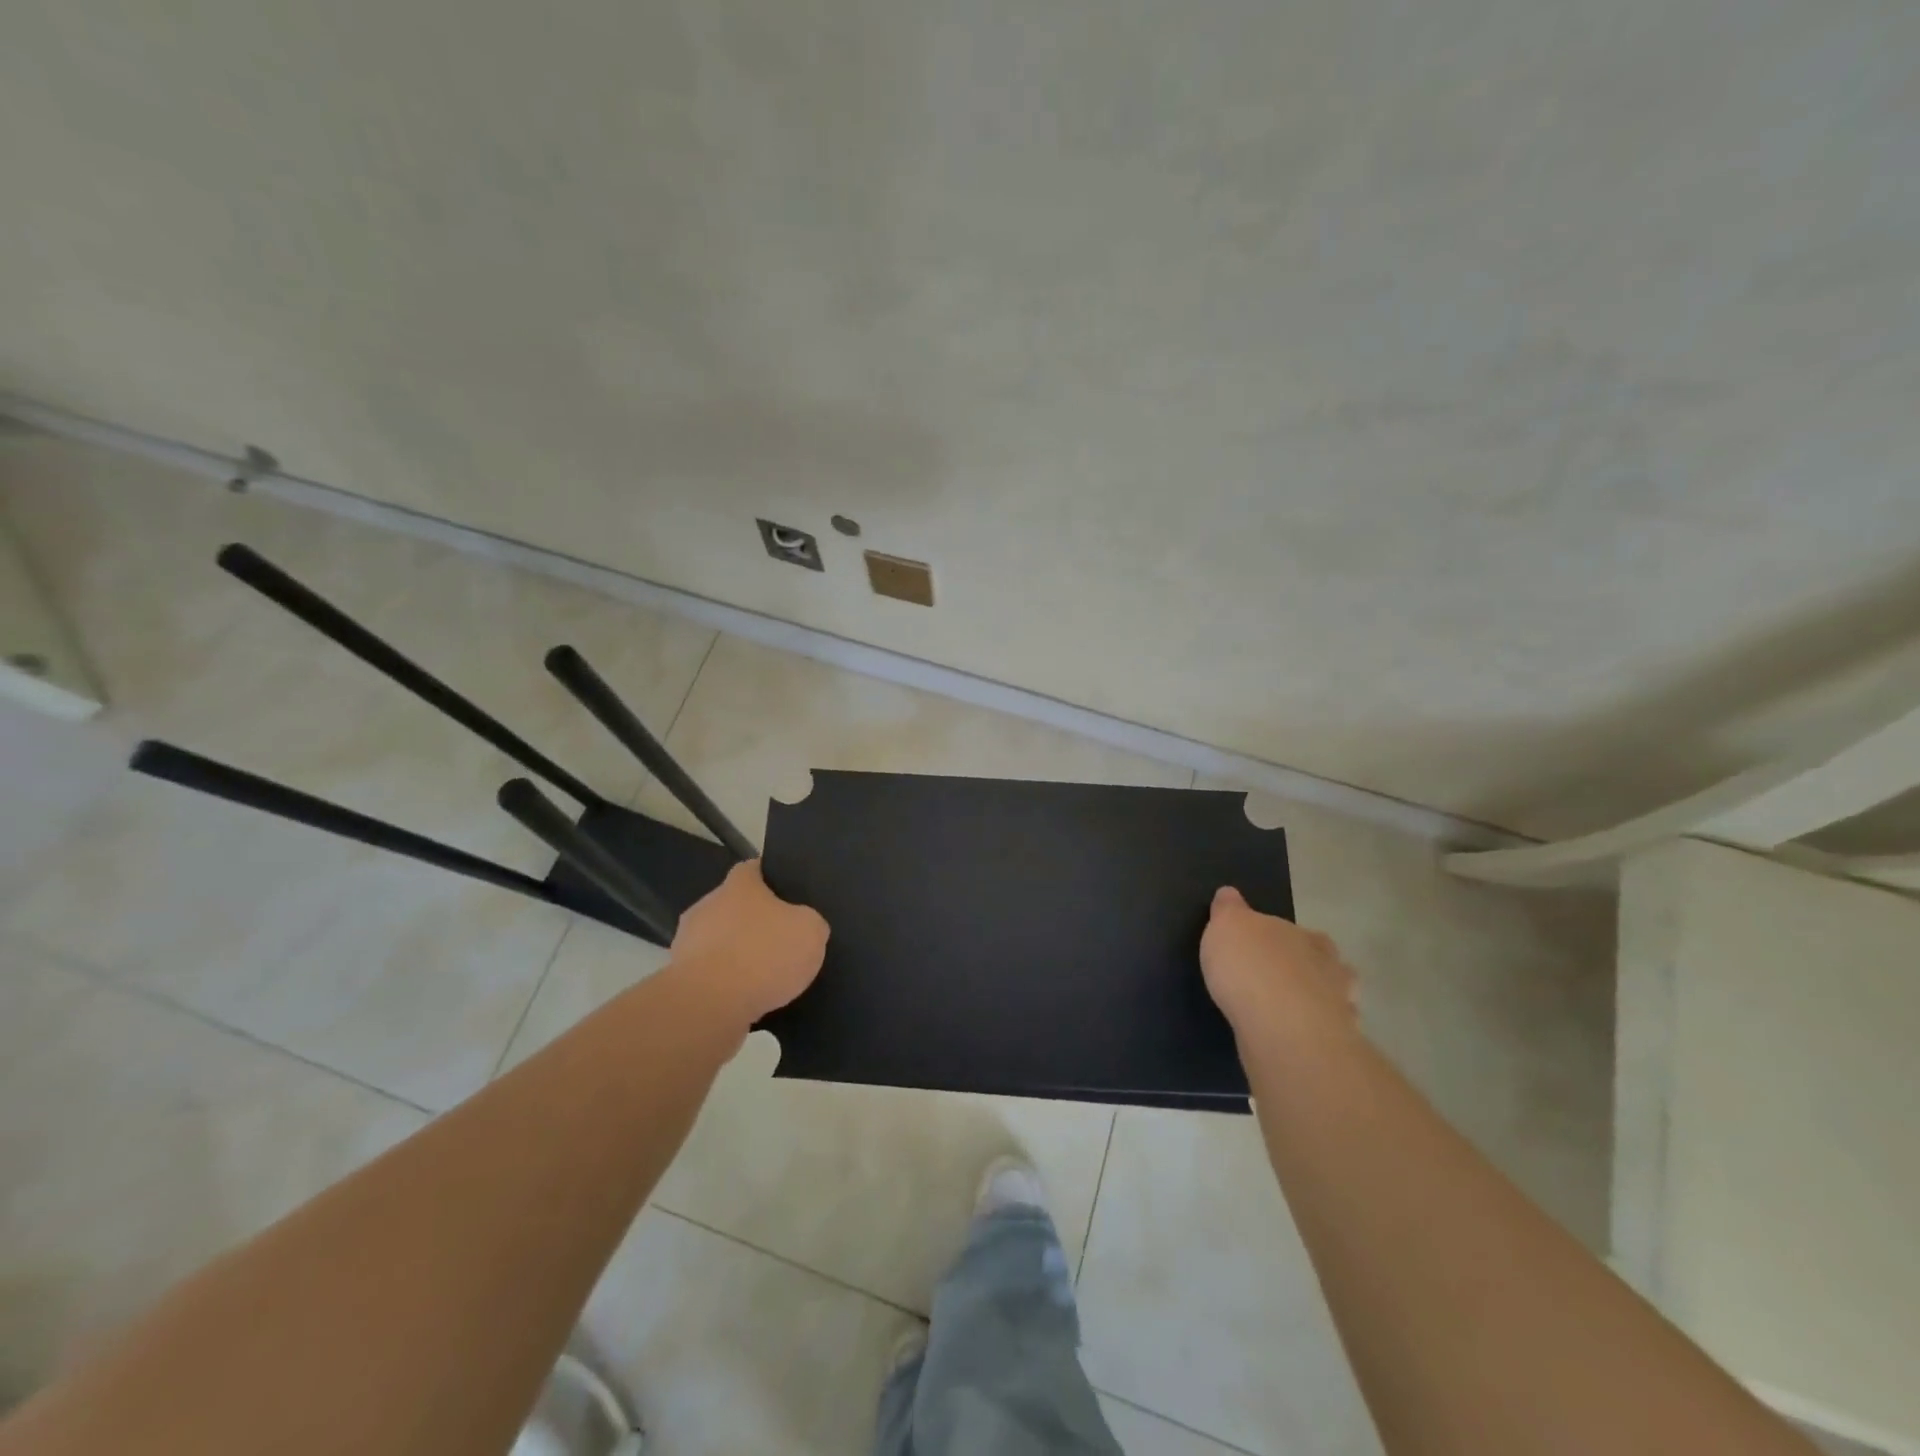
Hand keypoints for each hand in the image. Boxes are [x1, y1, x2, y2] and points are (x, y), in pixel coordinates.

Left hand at [668, 861, 829, 1029]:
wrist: (708, 1005)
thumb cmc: (762, 954)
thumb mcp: (811, 931)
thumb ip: (809, 922)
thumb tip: (803, 926)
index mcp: (739, 885)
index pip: (754, 869)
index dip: (772, 879)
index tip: (788, 894)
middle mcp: (707, 905)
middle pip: (735, 906)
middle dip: (754, 922)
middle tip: (782, 940)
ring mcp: (687, 943)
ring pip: (720, 942)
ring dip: (738, 955)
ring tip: (766, 979)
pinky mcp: (680, 979)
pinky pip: (711, 975)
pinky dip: (727, 984)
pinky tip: (747, 1000)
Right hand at [1200, 887, 1357, 1041]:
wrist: (1282, 1028)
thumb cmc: (1251, 966)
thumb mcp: (1226, 925)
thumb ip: (1229, 910)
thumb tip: (1229, 894)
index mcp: (1306, 936)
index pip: (1298, 931)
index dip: (1282, 938)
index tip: (1266, 948)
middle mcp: (1330, 968)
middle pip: (1324, 964)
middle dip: (1308, 969)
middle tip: (1280, 979)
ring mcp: (1338, 1009)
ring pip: (1333, 1000)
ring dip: (1316, 1003)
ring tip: (1288, 1013)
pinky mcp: (1334, 1046)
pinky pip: (1323, 1035)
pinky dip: (1311, 1035)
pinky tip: (1291, 1040)